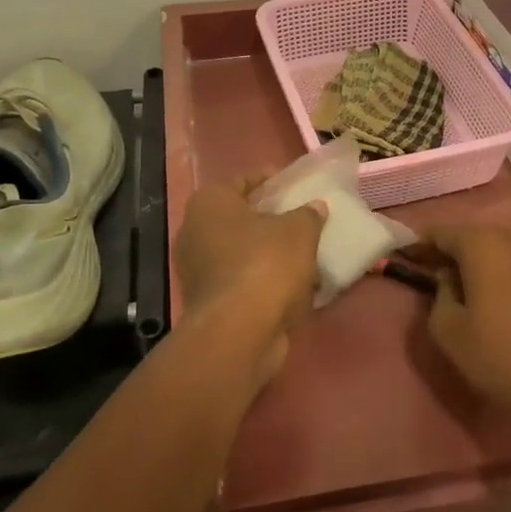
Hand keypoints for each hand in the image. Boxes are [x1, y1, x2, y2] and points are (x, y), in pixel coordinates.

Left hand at [175, 177, 325, 378]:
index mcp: (210, 204)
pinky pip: (241, 281)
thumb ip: (308, 216)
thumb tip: (315, 208)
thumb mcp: (299, 232)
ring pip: (239, 252)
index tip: (290, 183)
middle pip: (237, 218)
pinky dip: (263, 280)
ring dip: (267, 253)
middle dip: (267, 218)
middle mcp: (195, 232)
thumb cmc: (265, 264)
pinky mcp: (209, 302)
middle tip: (298, 217)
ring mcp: (198, 270)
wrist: (239, 331)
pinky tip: (293, 285)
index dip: (266, 180)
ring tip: (302, 252)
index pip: (240, 181)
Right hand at [418, 225, 510, 432]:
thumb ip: (439, 294)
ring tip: (466, 283)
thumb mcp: (447, 330)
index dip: (422, 243)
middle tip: (433, 270)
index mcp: (484, 245)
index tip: (407, 256)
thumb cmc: (498, 357)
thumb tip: (449, 279)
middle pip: (474, 236)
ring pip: (502, 247)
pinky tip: (499, 294)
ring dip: (481, 260)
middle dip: (452, 250)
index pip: (443, 233)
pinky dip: (505, 270)